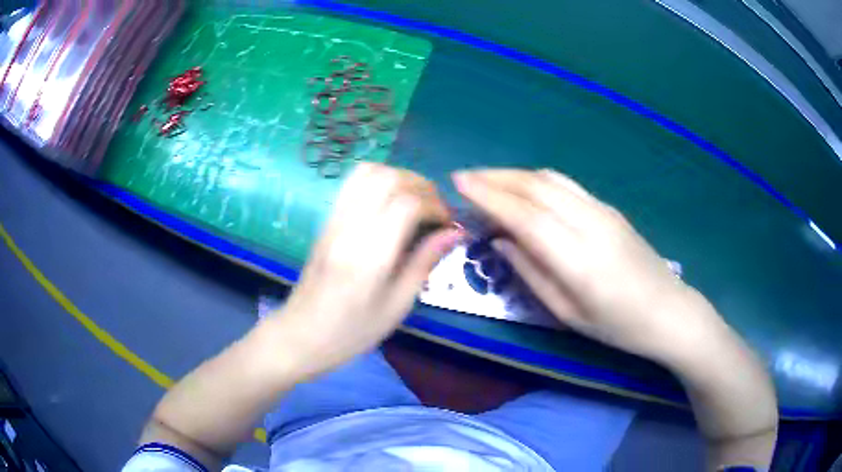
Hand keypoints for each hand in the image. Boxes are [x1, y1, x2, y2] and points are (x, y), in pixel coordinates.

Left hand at [273, 163, 460, 376]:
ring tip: (415, 201)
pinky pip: (353, 183)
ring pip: (369, 172)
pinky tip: (390, 203)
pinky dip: (379, 181)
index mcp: (369, 256)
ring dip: (399, 178)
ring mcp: (333, 220)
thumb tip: (454, 232)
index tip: (447, 223)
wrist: (301, 334)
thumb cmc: (353, 331)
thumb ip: (425, 262)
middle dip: (421, 186)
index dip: (435, 205)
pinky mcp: (326, 220)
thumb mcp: (397, 305)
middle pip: (389, 178)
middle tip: (435, 209)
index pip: (407, 204)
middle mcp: (349, 228)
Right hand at [453, 168, 727, 364]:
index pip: (524, 215)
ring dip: (515, 174)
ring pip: (551, 179)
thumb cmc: (617, 326)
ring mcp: (603, 210)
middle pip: (535, 186)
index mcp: (578, 258)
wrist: (669, 311)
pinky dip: (537, 180)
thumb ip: (531, 272)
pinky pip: (566, 185)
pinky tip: (524, 189)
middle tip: (465, 177)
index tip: (459, 182)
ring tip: (488, 179)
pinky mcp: (609, 208)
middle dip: (495, 177)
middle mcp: (590, 223)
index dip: (488, 195)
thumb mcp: (568, 313)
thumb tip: (501, 240)